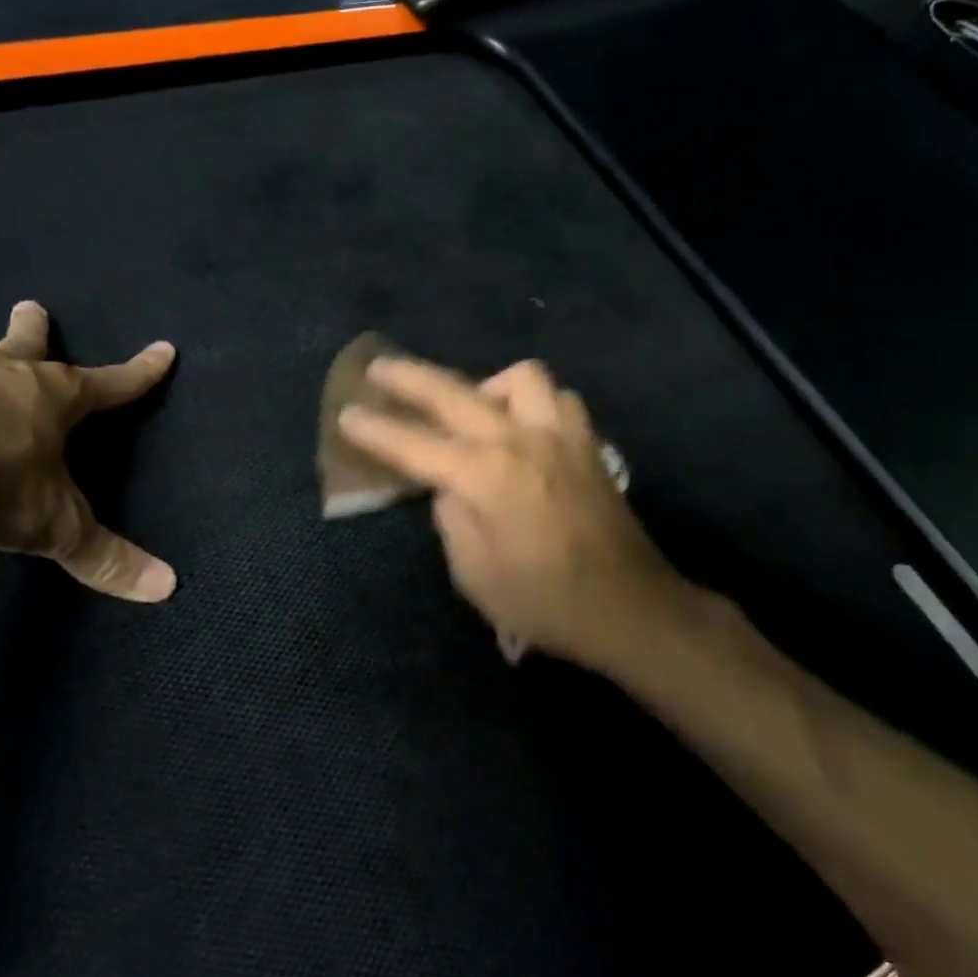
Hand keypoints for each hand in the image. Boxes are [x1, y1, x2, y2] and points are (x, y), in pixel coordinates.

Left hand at [0, 301, 177, 601]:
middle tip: (31, 305)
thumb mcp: (54, 527)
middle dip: (34, 329)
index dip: (141, 372)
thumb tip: (168, 588)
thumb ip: (106, 558)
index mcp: (54, 400)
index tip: (163, 350)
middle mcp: (2, 379)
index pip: (112, 384)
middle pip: (26, 347)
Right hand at [338, 357, 686, 671]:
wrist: (631, 607)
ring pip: (519, 378)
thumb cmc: (546, 603)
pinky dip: (532, 403)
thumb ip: (452, 520)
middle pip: (455, 392)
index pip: (415, 444)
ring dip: (486, 386)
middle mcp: (521, 440)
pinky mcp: (588, 444)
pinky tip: (524, 427)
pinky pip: (556, 400)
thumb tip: (450, 486)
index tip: (346, 414)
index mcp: (486, 477)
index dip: (376, 430)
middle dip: (410, 378)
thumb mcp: (475, 576)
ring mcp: (561, 435)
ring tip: (472, 409)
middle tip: (378, 369)